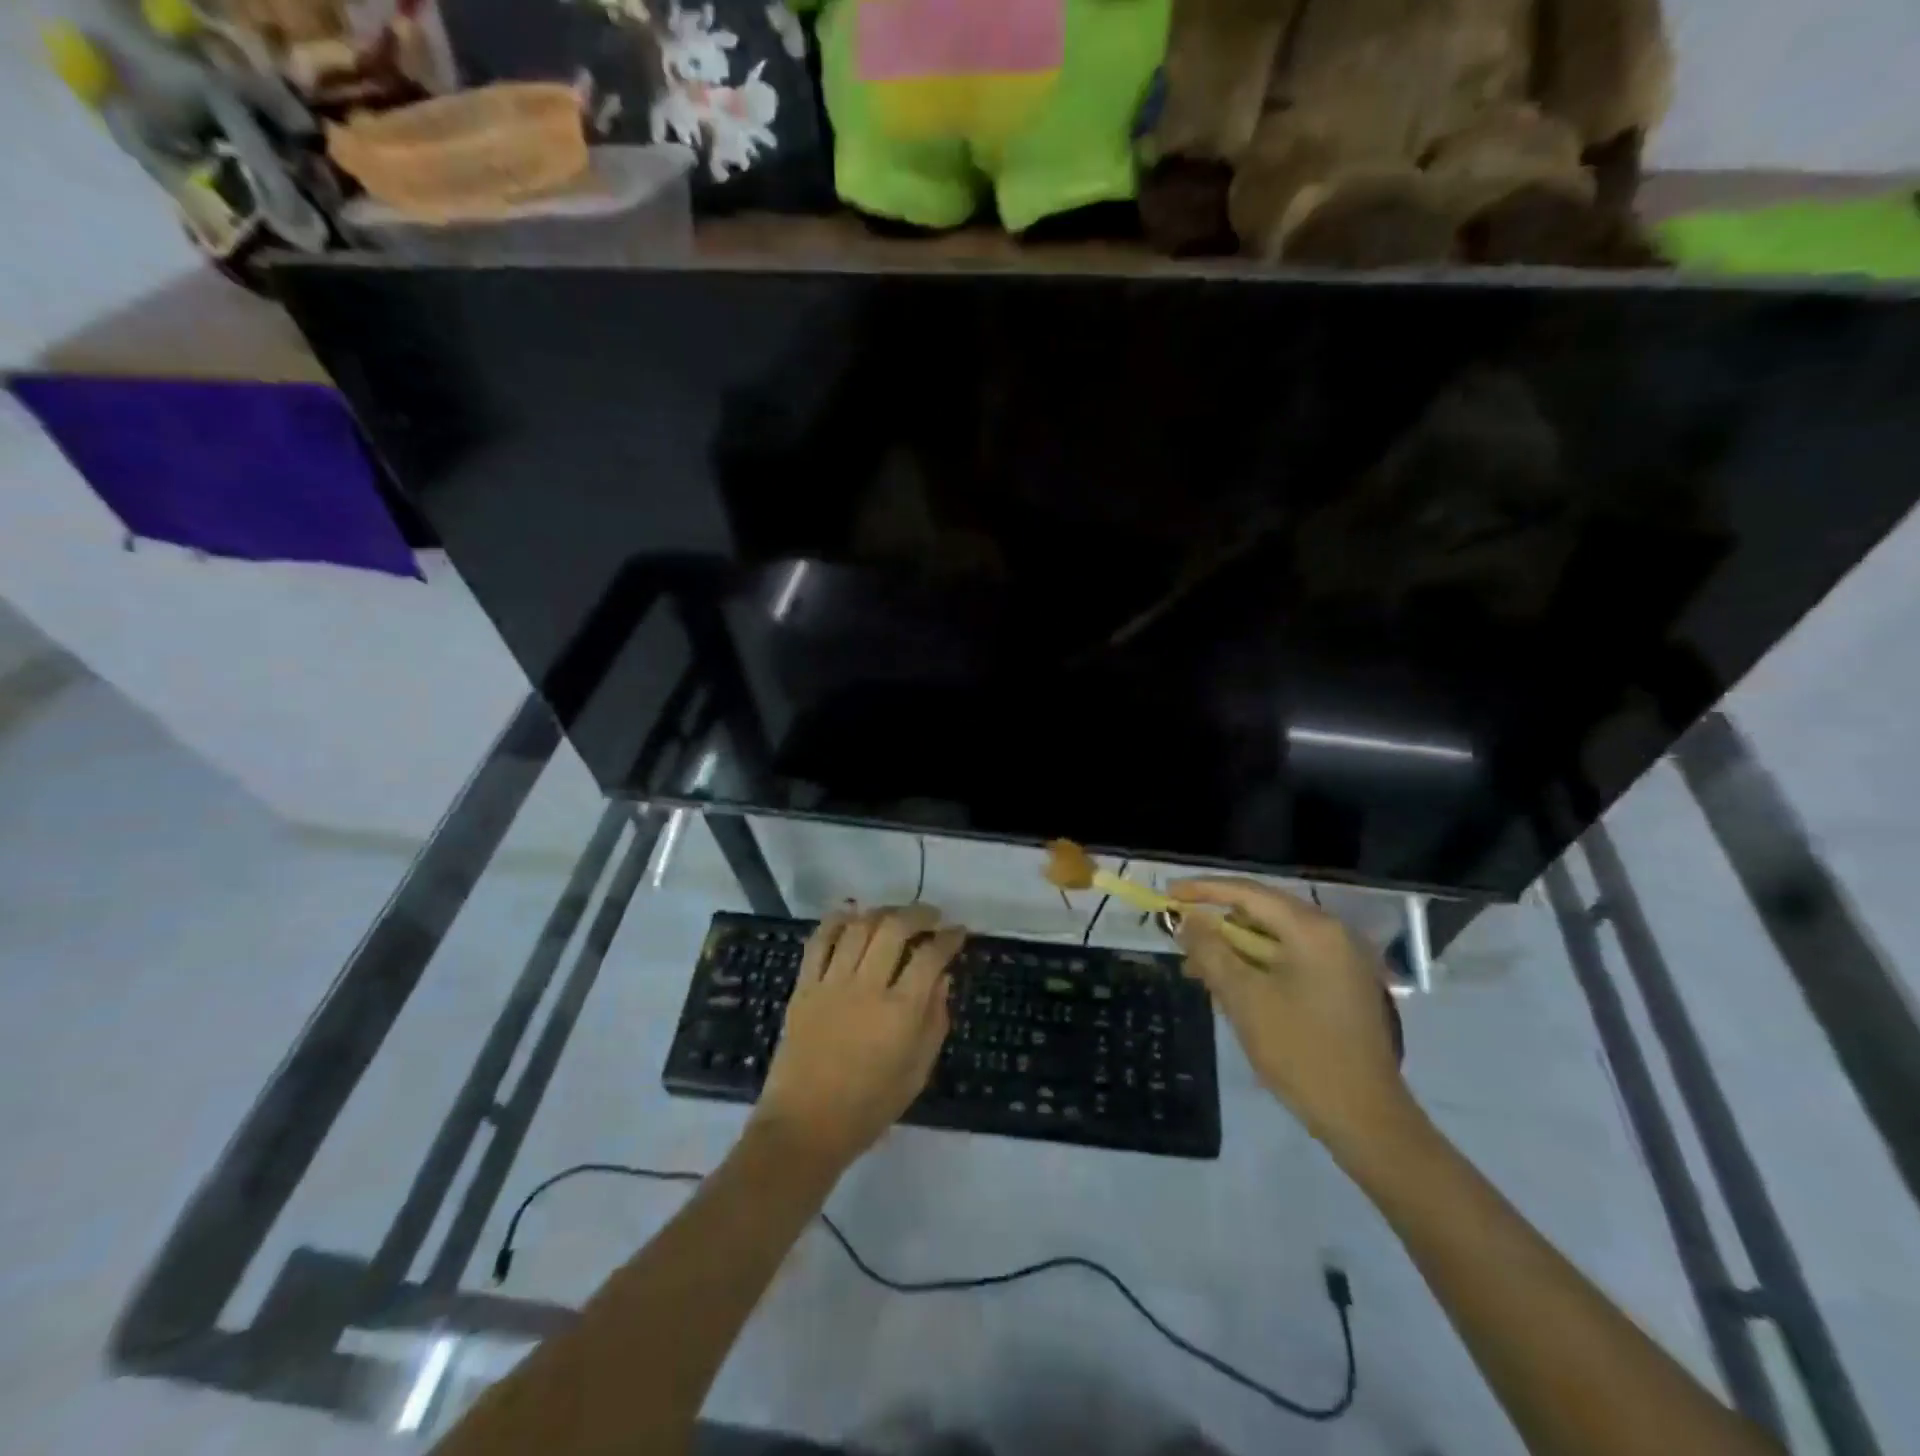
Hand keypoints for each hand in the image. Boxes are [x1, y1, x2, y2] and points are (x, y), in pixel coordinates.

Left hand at [753, 904, 964, 1170]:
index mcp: (901, 1012)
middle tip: (931, 917)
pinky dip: (836, 921)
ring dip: (882, 912)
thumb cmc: (869, 1107)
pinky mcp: (804, 987)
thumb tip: (943, 978)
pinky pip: (819, 941)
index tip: (958, 931)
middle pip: (895, 929)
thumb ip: (935, 1021)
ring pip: (859, 927)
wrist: (805, 1126)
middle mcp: (867, 987)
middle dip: (919, 914)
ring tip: (895, 916)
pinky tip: (851, 915)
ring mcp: (832, 984)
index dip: (949, 938)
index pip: (931, 957)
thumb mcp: (917, 1072)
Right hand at [1171, 878, 1412, 1154]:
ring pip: (1273, 938)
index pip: (1247, 893)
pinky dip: (1257, 966)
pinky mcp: (1341, 985)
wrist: (1366, 1119)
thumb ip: (1211, 950)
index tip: (1167, 895)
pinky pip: (1290, 960)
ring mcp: (1341, 960)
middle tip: (1180, 937)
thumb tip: (1186, 918)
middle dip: (1217, 924)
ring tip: (1198, 970)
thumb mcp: (1244, 998)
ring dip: (1234, 949)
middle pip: (1262, 912)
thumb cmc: (1301, 1052)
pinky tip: (1231, 988)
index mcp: (1313, 930)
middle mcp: (1332, 934)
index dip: (1202, 890)